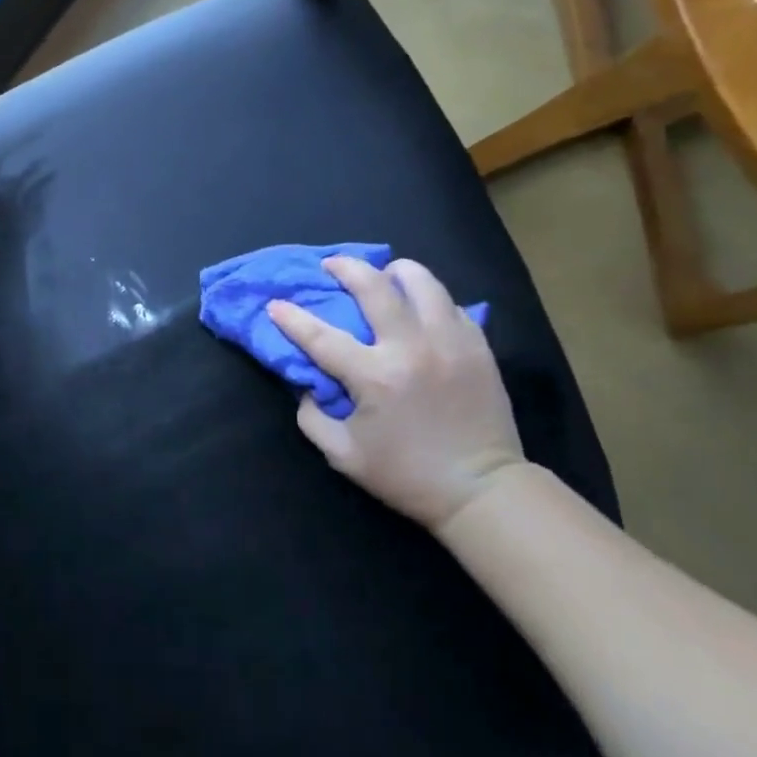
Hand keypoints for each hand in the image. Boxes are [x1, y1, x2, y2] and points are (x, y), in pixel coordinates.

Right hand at [268, 256, 525, 530]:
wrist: (482, 491)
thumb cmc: (406, 475)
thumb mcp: (342, 455)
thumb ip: (312, 416)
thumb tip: (306, 383)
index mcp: (374, 376)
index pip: (320, 336)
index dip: (291, 317)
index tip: (274, 305)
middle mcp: (411, 348)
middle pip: (374, 286)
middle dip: (346, 267)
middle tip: (332, 265)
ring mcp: (450, 342)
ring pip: (422, 282)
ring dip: (395, 271)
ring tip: (384, 275)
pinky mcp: (478, 347)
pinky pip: (451, 304)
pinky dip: (429, 298)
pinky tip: (420, 308)